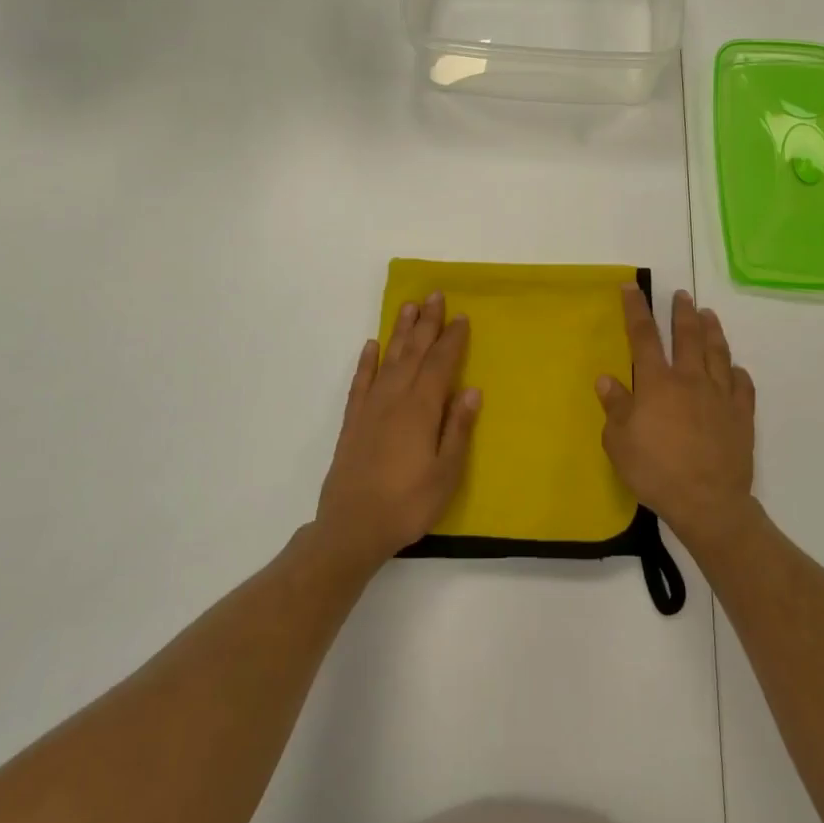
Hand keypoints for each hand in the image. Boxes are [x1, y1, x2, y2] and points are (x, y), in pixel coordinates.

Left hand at [315, 292, 480, 571]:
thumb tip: (471, 389)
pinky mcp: (353, 421)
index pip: (441, 364)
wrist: (352, 527)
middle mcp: (395, 399)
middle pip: (414, 352)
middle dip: (426, 323)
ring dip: (399, 332)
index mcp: (421, 409)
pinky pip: (361, 381)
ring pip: (388, 359)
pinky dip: (367, 361)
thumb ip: (457, 428)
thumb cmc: (408, 503)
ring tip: (408, 307)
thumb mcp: (446, 473)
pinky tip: (371, 346)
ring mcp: (371, 408)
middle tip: (435, 295)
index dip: (452, 339)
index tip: (461, 316)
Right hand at [597, 285, 756, 550]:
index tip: (632, 288)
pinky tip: (737, 369)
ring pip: (718, 353)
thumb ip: (615, 407)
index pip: (644, 336)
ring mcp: (720, 396)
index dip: (636, 309)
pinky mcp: (742, 415)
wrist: (707, 502)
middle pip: (687, 336)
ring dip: (712, 331)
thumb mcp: (619, 443)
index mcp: (657, 383)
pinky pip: (743, 386)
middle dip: (682, 312)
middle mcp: (690, 380)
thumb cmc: (656, 472)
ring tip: (709, 314)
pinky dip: (739, 374)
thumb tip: (606, 378)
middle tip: (682, 295)